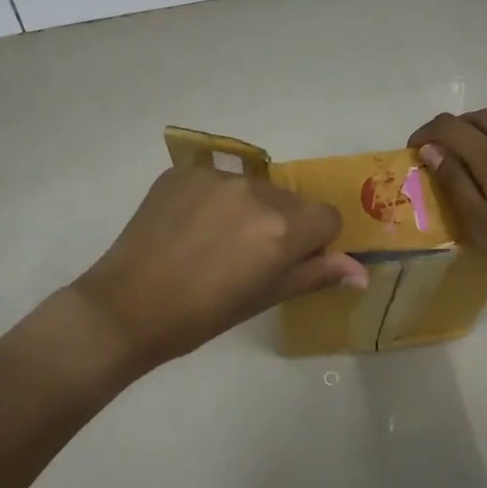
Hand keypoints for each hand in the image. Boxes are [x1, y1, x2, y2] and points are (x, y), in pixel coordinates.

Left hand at [73, 166, 368, 372]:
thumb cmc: (201, 316)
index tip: (290, 262)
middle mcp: (255, 191)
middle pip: (291, 201)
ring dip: (248, 209)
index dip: (315, 242)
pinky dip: (212, 200)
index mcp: (281, 227)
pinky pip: (215, 181)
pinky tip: (188, 228)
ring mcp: (215, 177)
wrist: (125, 307)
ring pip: (254, 188)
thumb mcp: (263, 298)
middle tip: (248, 258)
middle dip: (282, 224)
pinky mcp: (182, 172)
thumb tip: (361, 271)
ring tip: (214, 243)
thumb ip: (315, 275)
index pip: (327, 218)